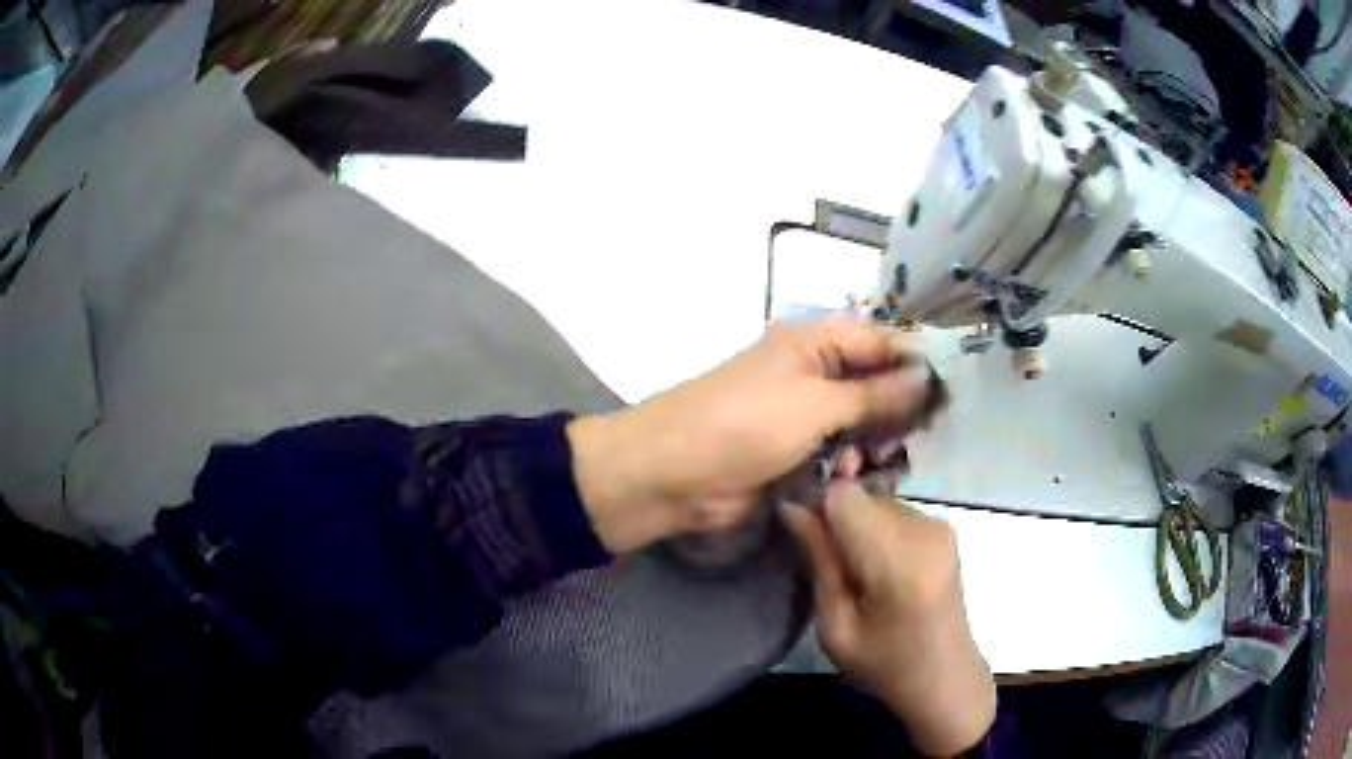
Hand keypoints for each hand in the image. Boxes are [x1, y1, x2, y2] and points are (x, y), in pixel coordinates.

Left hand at [567, 319, 932, 552]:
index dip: (915, 361)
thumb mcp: (815, 404)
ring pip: (860, 421)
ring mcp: (802, 415)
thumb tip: (926, 378)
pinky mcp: (794, 453)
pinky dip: (855, 463)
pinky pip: (838, 452)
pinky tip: (872, 477)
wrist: (672, 475)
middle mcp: (811, 373)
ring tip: (897, 461)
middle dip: (901, 407)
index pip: (879, 341)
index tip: (955, 388)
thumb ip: (874, 394)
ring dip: (879, 440)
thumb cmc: (744, 425)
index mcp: (813, 343)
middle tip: (935, 434)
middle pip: (873, 382)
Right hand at [781, 481, 995, 756]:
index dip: (816, 508)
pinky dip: (876, 530)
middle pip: (860, 494)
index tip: (806, 541)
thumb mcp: (836, 627)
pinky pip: (893, 510)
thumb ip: (819, 561)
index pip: (844, 495)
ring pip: (875, 500)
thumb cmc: (884, 665)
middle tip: (830, 568)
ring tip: (857, 574)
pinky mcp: (944, 527)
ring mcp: (939, 524)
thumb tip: (792, 506)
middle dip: (835, 519)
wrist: (945, 677)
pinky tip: (880, 569)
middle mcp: (924, 529)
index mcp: (899, 560)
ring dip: (856, 526)